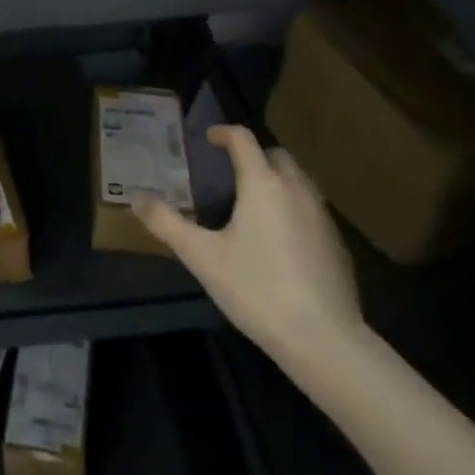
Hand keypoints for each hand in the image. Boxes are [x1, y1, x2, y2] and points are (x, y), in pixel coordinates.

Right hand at [135, 124, 362, 370]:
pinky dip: (293, 207)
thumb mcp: (202, 257)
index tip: (208, 139)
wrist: (325, 340)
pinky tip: (280, 239)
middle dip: (253, 155)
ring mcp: (322, 216)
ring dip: (276, 179)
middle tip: (230, 172)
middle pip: (275, 155)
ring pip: (298, 181)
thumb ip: (167, 224)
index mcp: (262, 184)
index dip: (223, 133)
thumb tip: (136, 198)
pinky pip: (311, 208)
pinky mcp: (337, 243)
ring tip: (253, 203)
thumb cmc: (257, 290)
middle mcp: (296, 189)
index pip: (243, 139)